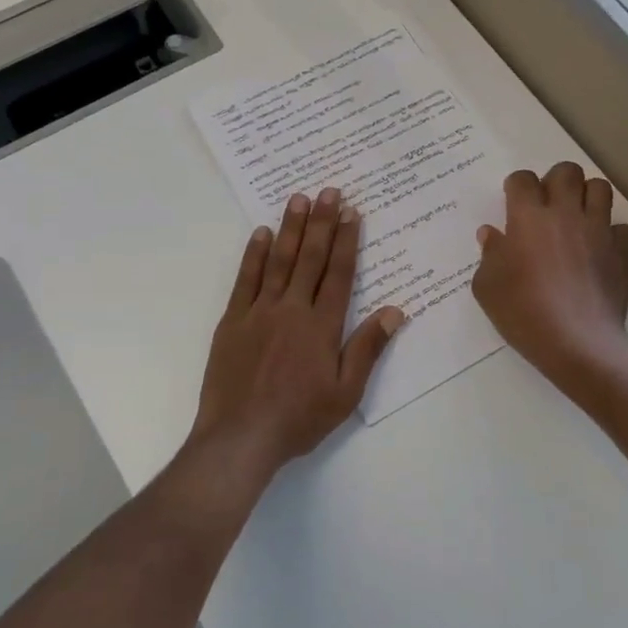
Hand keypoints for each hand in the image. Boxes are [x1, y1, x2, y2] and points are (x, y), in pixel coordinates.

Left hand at [186, 188, 403, 477]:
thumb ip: (368, 349)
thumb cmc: (299, 418)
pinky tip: (260, 234)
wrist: (240, 436)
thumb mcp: (345, 393)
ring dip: (290, 228)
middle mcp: (292, 309)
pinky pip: (245, 280)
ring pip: (278, 261)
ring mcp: (259, 312)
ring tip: (299, 199)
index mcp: (322, 326)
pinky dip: (253, 255)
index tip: (352, 212)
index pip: (340, 273)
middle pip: (311, 258)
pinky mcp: (232, 321)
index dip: (347, 240)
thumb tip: (395, 311)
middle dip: (322, 222)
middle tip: (329, 191)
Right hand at [472, 163, 627, 388]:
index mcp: (528, 217)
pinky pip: (622, 227)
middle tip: (547, 205)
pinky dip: (612, 233)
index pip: (523, 179)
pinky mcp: (623, 251)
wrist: (576, 342)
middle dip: (555, 181)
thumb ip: (489, 255)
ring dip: (586, 197)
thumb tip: (493, 234)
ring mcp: (598, 230)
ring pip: (600, 188)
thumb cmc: (523, 313)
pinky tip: (600, 250)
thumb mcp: (487, 287)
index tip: (513, 202)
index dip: (516, 186)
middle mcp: (565, 213)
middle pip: (567, 172)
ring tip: (576, 218)